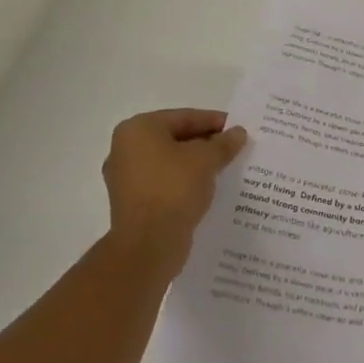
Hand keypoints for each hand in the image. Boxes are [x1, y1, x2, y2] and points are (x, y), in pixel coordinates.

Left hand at [102, 109, 246, 271]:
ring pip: (170, 162)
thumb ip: (223, 143)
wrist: (148, 245)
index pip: (184, 117)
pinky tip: (207, 188)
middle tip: (234, 148)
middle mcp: (125, 149)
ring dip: (196, 164)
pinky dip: (184, 182)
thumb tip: (238, 133)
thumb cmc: (174, 188)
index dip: (214, 121)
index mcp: (138, 129)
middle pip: (175, 138)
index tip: (237, 128)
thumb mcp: (206, 160)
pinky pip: (164, 182)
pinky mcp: (132, 202)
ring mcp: (125, 177)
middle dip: (205, 143)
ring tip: (225, 168)